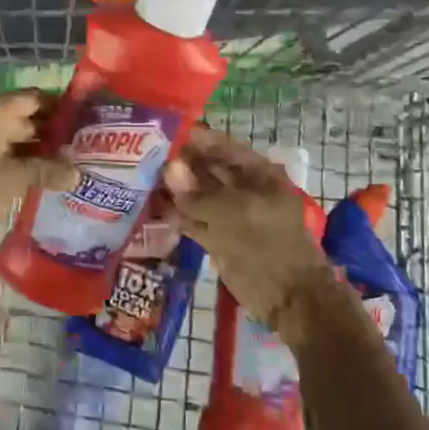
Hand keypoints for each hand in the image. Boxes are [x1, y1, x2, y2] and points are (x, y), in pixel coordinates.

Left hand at [0, 92, 79, 244]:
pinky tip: (35, 177)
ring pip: (9, 134)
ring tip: (65, 166)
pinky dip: (14, 158)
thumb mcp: (13, 180)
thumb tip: (77, 173)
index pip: (35, 97)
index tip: (86, 123)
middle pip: (23, 115)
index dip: (62, 108)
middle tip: (82, 149)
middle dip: (51, 132)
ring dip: (33, 149)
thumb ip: (46, 171)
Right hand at [163, 129, 337, 342]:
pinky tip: (151, 205)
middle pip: (207, 169)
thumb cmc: (268, 244)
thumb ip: (198, 194)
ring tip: (140, 176)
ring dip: (173, 189)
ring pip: (197, 195)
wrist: (288, 297)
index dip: (195, 139)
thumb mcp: (233, 213)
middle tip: (143, 154)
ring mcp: (230, 215)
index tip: (163, 132)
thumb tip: (169, 169)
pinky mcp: (217, 238)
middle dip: (179, 163)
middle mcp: (243, 189)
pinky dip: (175, 214)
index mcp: (259, 174)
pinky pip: (193, 220)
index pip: (222, 147)